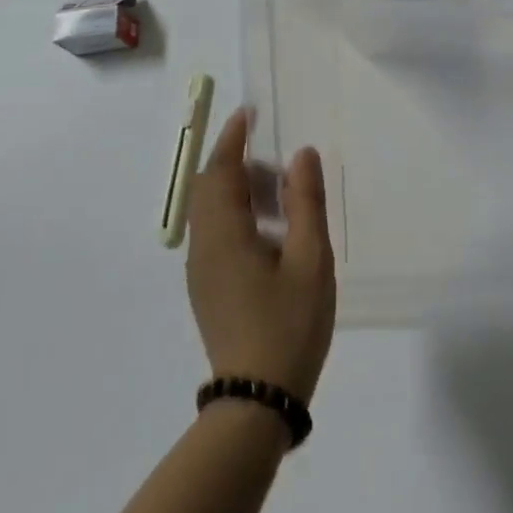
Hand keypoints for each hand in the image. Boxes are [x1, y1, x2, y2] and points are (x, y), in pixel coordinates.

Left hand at [186, 109, 336, 403]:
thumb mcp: (311, 259)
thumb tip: (301, 154)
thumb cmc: (289, 325)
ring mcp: (202, 271)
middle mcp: (203, 248)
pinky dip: (236, 214)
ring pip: (210, 212)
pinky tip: (270, 230)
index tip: (249, 113)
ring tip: (281, 191)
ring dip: (238, 189)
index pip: (218, 172)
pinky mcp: (208, 288)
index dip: (231, 138)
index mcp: (224, 236)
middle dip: (235, 161)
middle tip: (276, 156)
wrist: (258, 399)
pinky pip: (215, 233)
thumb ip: (306, 202)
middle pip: (208, 188)